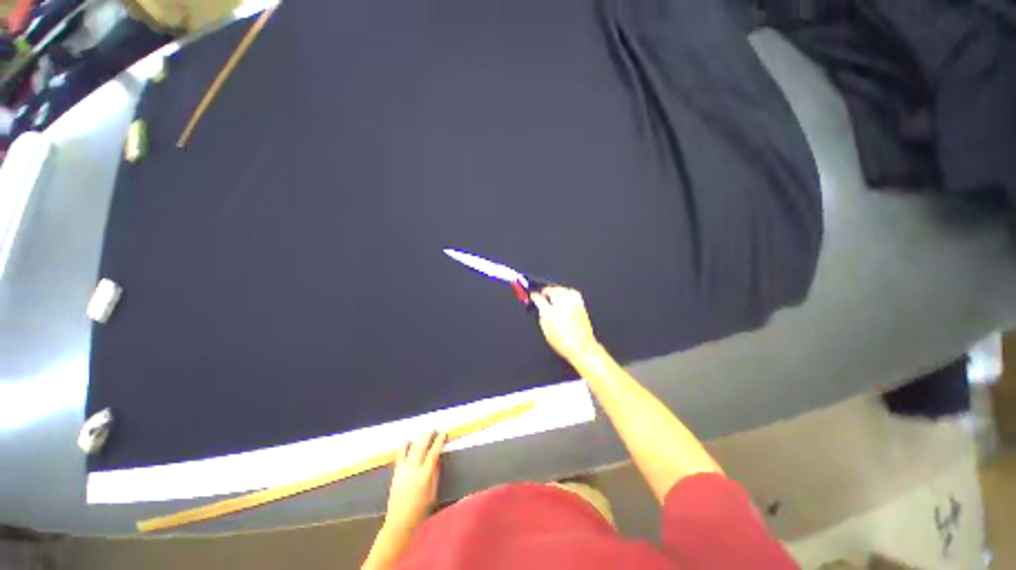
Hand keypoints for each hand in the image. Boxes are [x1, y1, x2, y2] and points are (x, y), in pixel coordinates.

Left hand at [384, 431, 446, 533]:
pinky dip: (404, 447)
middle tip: (433, 428)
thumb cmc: (420, 510)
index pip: (433, 452)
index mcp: (425, 475)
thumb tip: (437, 459)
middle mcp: (413, 469)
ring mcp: (403, 470)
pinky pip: (400, 455)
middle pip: (421, 446)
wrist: (399, 522)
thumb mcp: (433, 492)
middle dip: (428, 435)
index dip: (439, 441)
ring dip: (417, 439)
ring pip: (411, 448)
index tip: (443, 432)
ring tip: (422, 433)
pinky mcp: (396, 472)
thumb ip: (435, 474)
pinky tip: (407, 442)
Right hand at [530, 287, 600, 363]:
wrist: (582, 347)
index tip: (533, 296)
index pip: (539, 299)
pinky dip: (567, 291)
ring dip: (555, 289)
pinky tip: (565, 293)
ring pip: (562, 289)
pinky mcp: (581, 305)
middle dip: (545, 290)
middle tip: (542, 294)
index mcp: (550, 313)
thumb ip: (542, 318)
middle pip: (551, 290)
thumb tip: (540, 309)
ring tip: (552, 292)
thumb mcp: (546, 332)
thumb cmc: (564, 344)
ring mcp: (572, 304)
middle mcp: (562, 306)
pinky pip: (573, 292)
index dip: (534, 296)